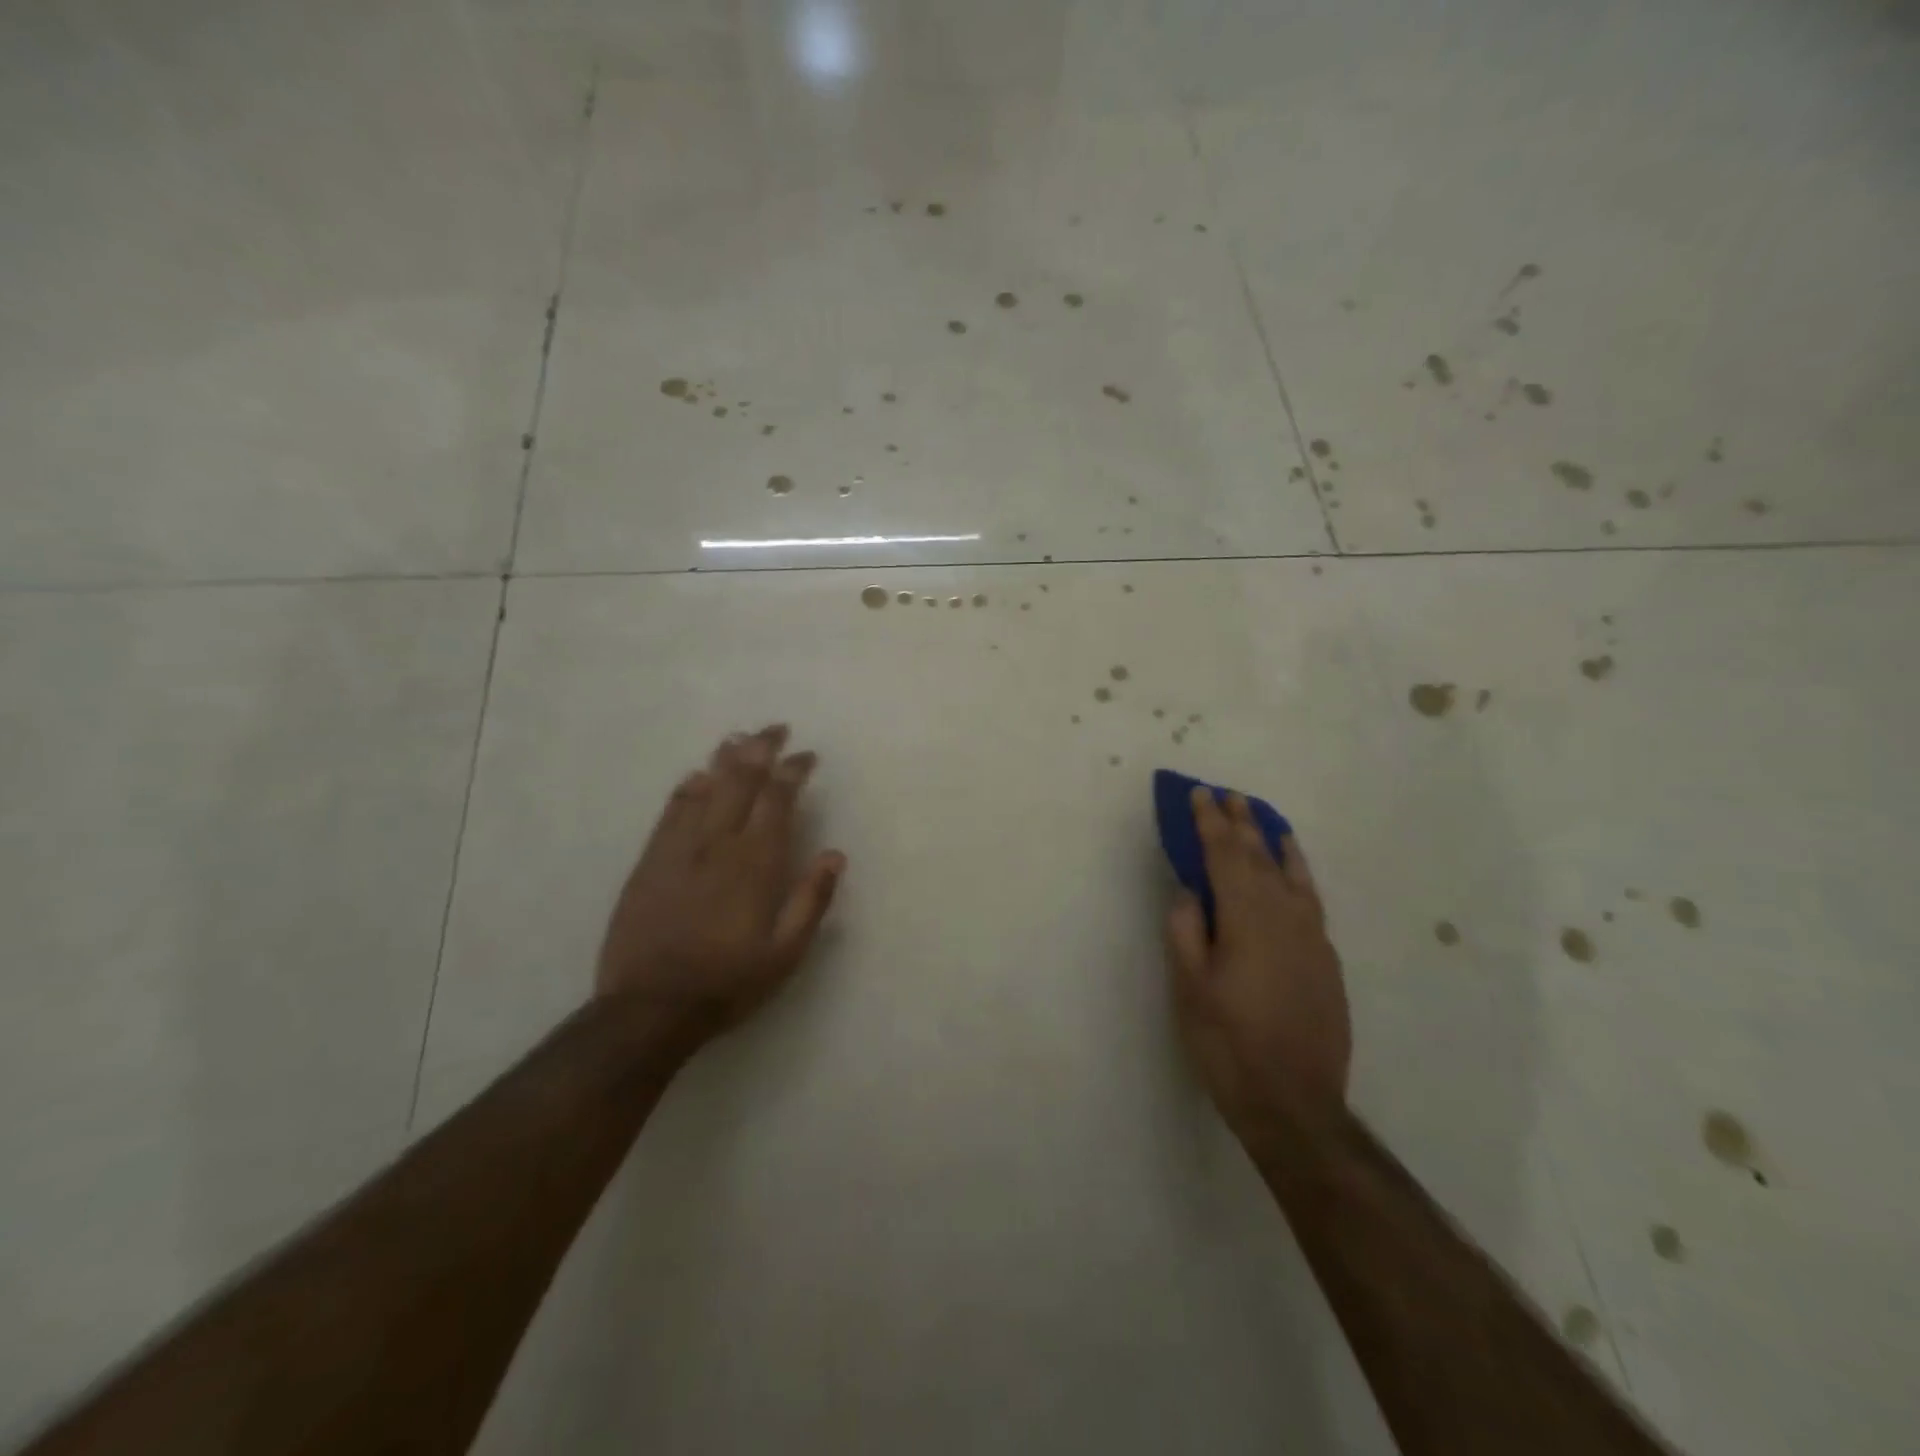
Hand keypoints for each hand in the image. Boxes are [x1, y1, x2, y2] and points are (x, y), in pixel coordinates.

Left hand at [596, 725, 845, 1042]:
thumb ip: (812, 900)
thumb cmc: (729, 981)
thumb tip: (835, 854)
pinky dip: (688, 788)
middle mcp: (718, 844)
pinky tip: (696, 775)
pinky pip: (671, 811)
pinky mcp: (650, 861)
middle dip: (760, 749)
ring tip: (739, 738)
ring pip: (705, 788)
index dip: (793, 771)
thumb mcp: (786, 953)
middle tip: (775, 728)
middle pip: (741, 781)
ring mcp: (679, 848)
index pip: (777, 800)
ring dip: (725, 759)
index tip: (806, 756)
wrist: (650, 1007)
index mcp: (756, 863)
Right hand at [1164, 788, 1350, 1135]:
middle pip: (1258, 856)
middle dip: (1239, 823)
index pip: (1224, 856)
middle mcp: (1284, 916)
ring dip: (1271, 840)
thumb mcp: (1190, 988)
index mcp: (1246, 919)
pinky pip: (1310, 896)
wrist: (1295, 1102)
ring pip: (1290, 872)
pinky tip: (1293, 866)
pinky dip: (1298, 870)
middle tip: (1225, 794)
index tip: (1198, 794)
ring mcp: (1311, 936)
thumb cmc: (1228, 1043)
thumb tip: (1189, 891)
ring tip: (1259, 815)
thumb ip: (1186, 931)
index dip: (1209, 823)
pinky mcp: (1326, 958)